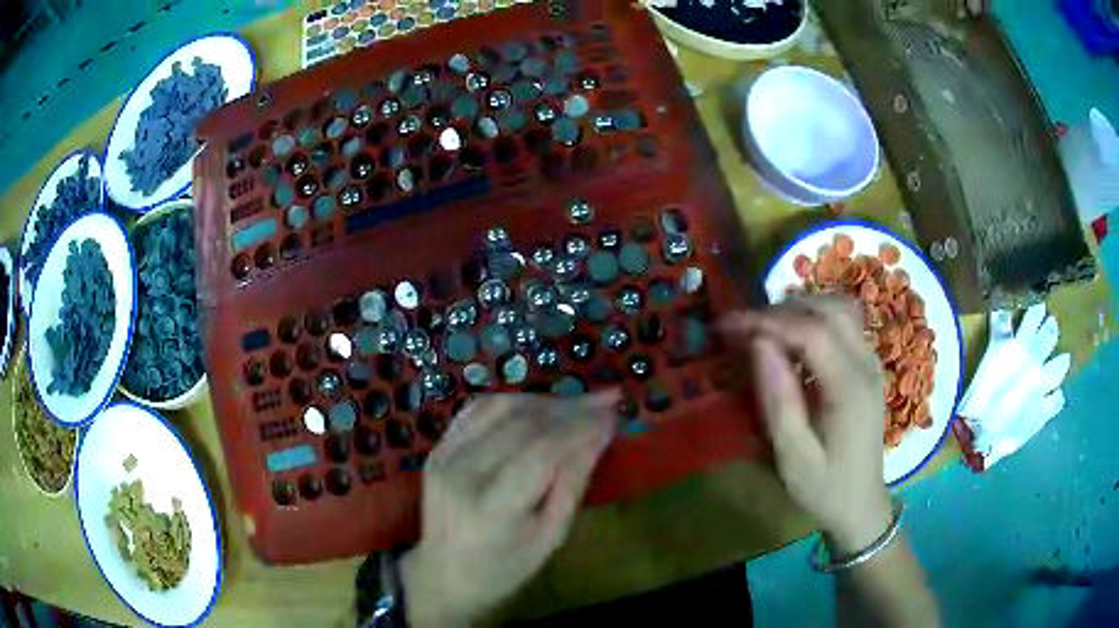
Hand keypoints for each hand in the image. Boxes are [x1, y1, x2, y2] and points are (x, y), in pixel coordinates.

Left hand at [400, 392, 618, 626]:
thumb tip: (600, 431)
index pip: (542, 450)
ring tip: (578, 406)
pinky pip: (478, 409)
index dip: (580, 425)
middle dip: (570, 408)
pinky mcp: (438, 447)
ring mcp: (444, 455)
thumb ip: (573, 482)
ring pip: (501, 407)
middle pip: (522, 423)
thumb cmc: (505, 567)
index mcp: (491, 507)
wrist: (444, 574)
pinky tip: (539, 408)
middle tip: (605, 401)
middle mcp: (461, 472)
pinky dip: (514, 402)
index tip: (613, 412)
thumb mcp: (551, 536)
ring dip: (544, 401)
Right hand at [721, 297, 891, 554]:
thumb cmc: (824, 488)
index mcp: (850, 389)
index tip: (728, 326)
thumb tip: (759, 345)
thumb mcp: (793, 457)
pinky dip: (813, 319)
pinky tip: (791, 342)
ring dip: (799, 309)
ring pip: (838, 309)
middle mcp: (866, 364)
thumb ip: (778, 400)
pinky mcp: (867, 366)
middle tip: (742, 329)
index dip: (768, 321)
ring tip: (764, 331)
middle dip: (781, 310)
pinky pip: (843, 323)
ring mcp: (871, 362)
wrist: (861, 504)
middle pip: (828, 309)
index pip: (812, 331)